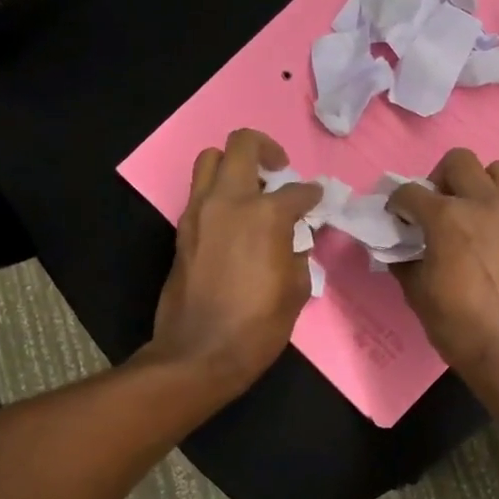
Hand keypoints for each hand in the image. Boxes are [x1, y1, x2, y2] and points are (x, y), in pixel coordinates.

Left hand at [151, 129, 321, 399]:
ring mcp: (199, 212)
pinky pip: (199, 192)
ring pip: (209, 160)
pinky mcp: (181, 229)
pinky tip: (234, 220)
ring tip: (251, 189)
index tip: (317, 201)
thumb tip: (295, 237)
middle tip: (280, 171)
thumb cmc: (258, 326)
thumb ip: (299, 251)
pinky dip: (218, 193)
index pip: (297, 191)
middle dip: (266, 149)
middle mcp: (229, 201)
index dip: (312, 195)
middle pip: (242, 145)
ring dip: (233, 165)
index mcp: (265, 215)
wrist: (199, 353)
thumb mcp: (296, 289)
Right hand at [388, 149, 498, 378]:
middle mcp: (485, 203)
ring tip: (472, 212)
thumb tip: (400, 250)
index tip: (397, 217)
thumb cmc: (459, 325)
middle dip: (440, 179)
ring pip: (498, 171)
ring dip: (479, 184)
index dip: (397, 203)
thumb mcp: (418, 294)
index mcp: (448, 216)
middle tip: (437, 207)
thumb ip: (405, 261)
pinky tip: (496, 243)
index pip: (411, 192)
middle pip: (459, 161)